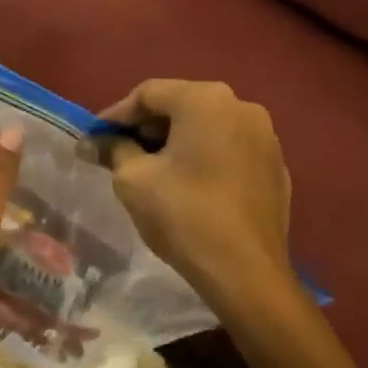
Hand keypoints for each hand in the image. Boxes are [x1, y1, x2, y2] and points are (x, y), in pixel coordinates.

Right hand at [98, 80, 294, 312]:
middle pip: (180, 105)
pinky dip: (205, 157)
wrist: (247, 273)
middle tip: (120, 152)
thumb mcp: (133, 179)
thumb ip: (113, 150)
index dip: (117, 115)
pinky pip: (230, 149)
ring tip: (152, 169)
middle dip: (147, 127)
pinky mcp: (276, 167)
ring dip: (176, 141)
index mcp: (205, 100)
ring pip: (207, 126)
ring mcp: (265, 137)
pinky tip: (189, 185)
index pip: (148, 93)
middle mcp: (241, 106)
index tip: (96, 138)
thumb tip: (91, 143)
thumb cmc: (184, 215)